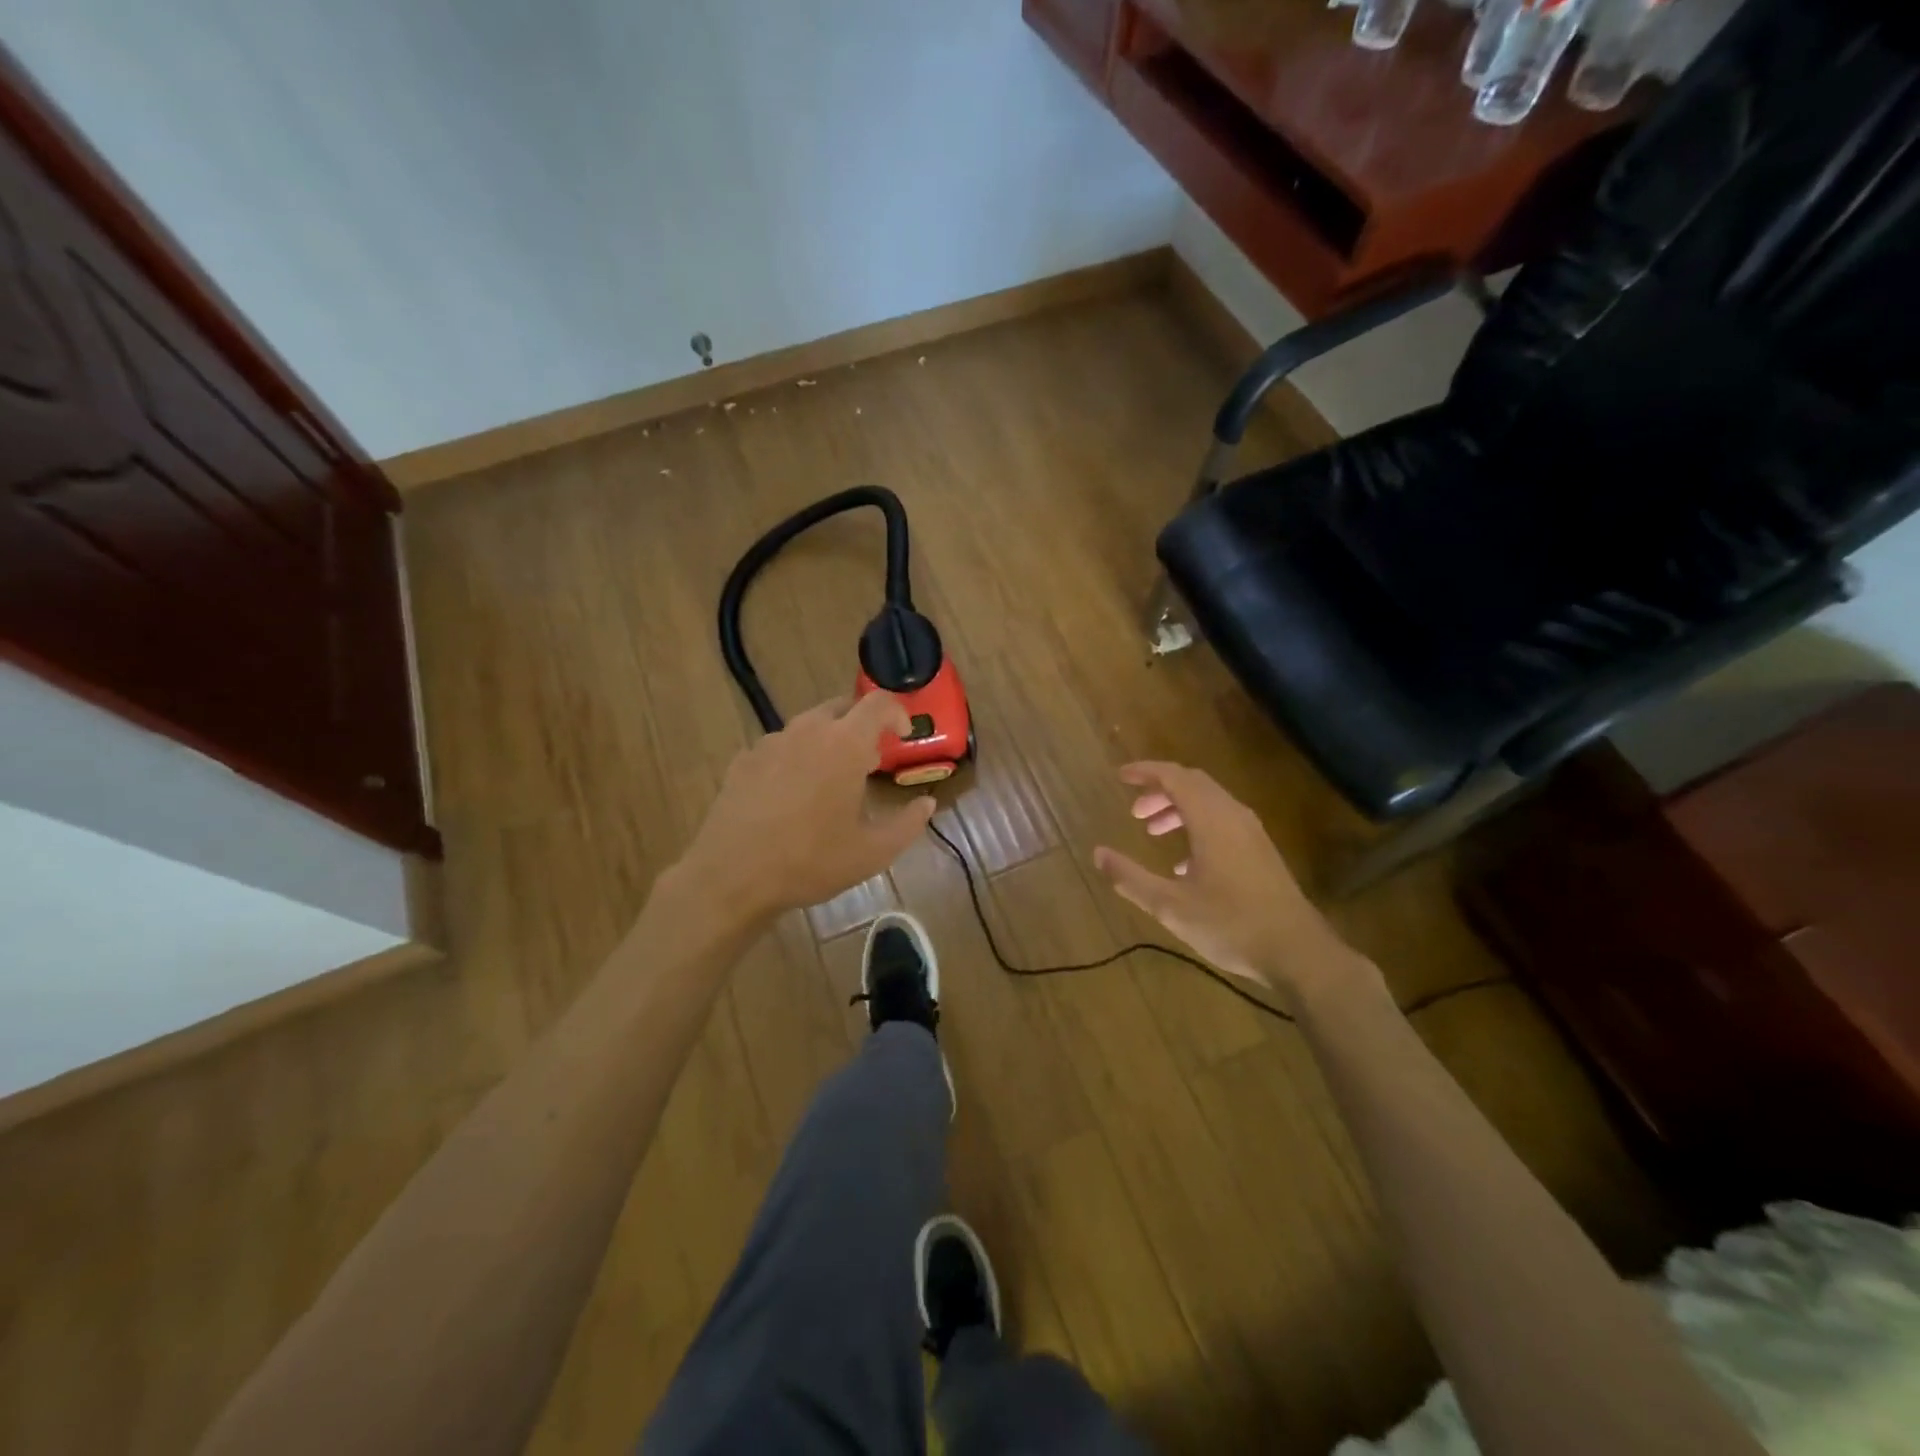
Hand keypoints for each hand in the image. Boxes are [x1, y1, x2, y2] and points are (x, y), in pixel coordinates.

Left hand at [674, 693, 936, 920]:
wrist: (732, 876)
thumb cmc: (811, 861)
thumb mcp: (873, 852)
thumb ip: (908, 823)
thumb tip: (927, 803)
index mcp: (845, 744)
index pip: (879, 704)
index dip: (897, 713)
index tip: (904, 736)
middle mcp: (808, 731)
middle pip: (842, 708)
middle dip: (862, 726)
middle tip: (870, 760)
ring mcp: (771, 742)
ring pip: (809, 726)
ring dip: (828, 741)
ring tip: (831, 779)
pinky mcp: (744, 760)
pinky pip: (780, 746)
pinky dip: (797, 757)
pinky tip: (792, 794)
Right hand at [1093, 761, 1353, 996]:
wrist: (1298, 952)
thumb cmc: (1231, 925)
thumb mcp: (1170, 906)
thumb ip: (1130, 878)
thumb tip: (1097, 854)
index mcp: (1211, 820)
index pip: (1174, 777)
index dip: (1145, 772)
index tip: (1120, 776)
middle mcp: (1233, 816)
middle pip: (1193, 784)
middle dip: (1160, 791)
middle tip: (1135, 812)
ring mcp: (1252, 833)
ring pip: (1210, 803)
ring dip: (1179, 809)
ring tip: (1153, 832)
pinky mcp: (1261, 852)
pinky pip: (1223, 822)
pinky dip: (1197, 826)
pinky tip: (1183, 865)